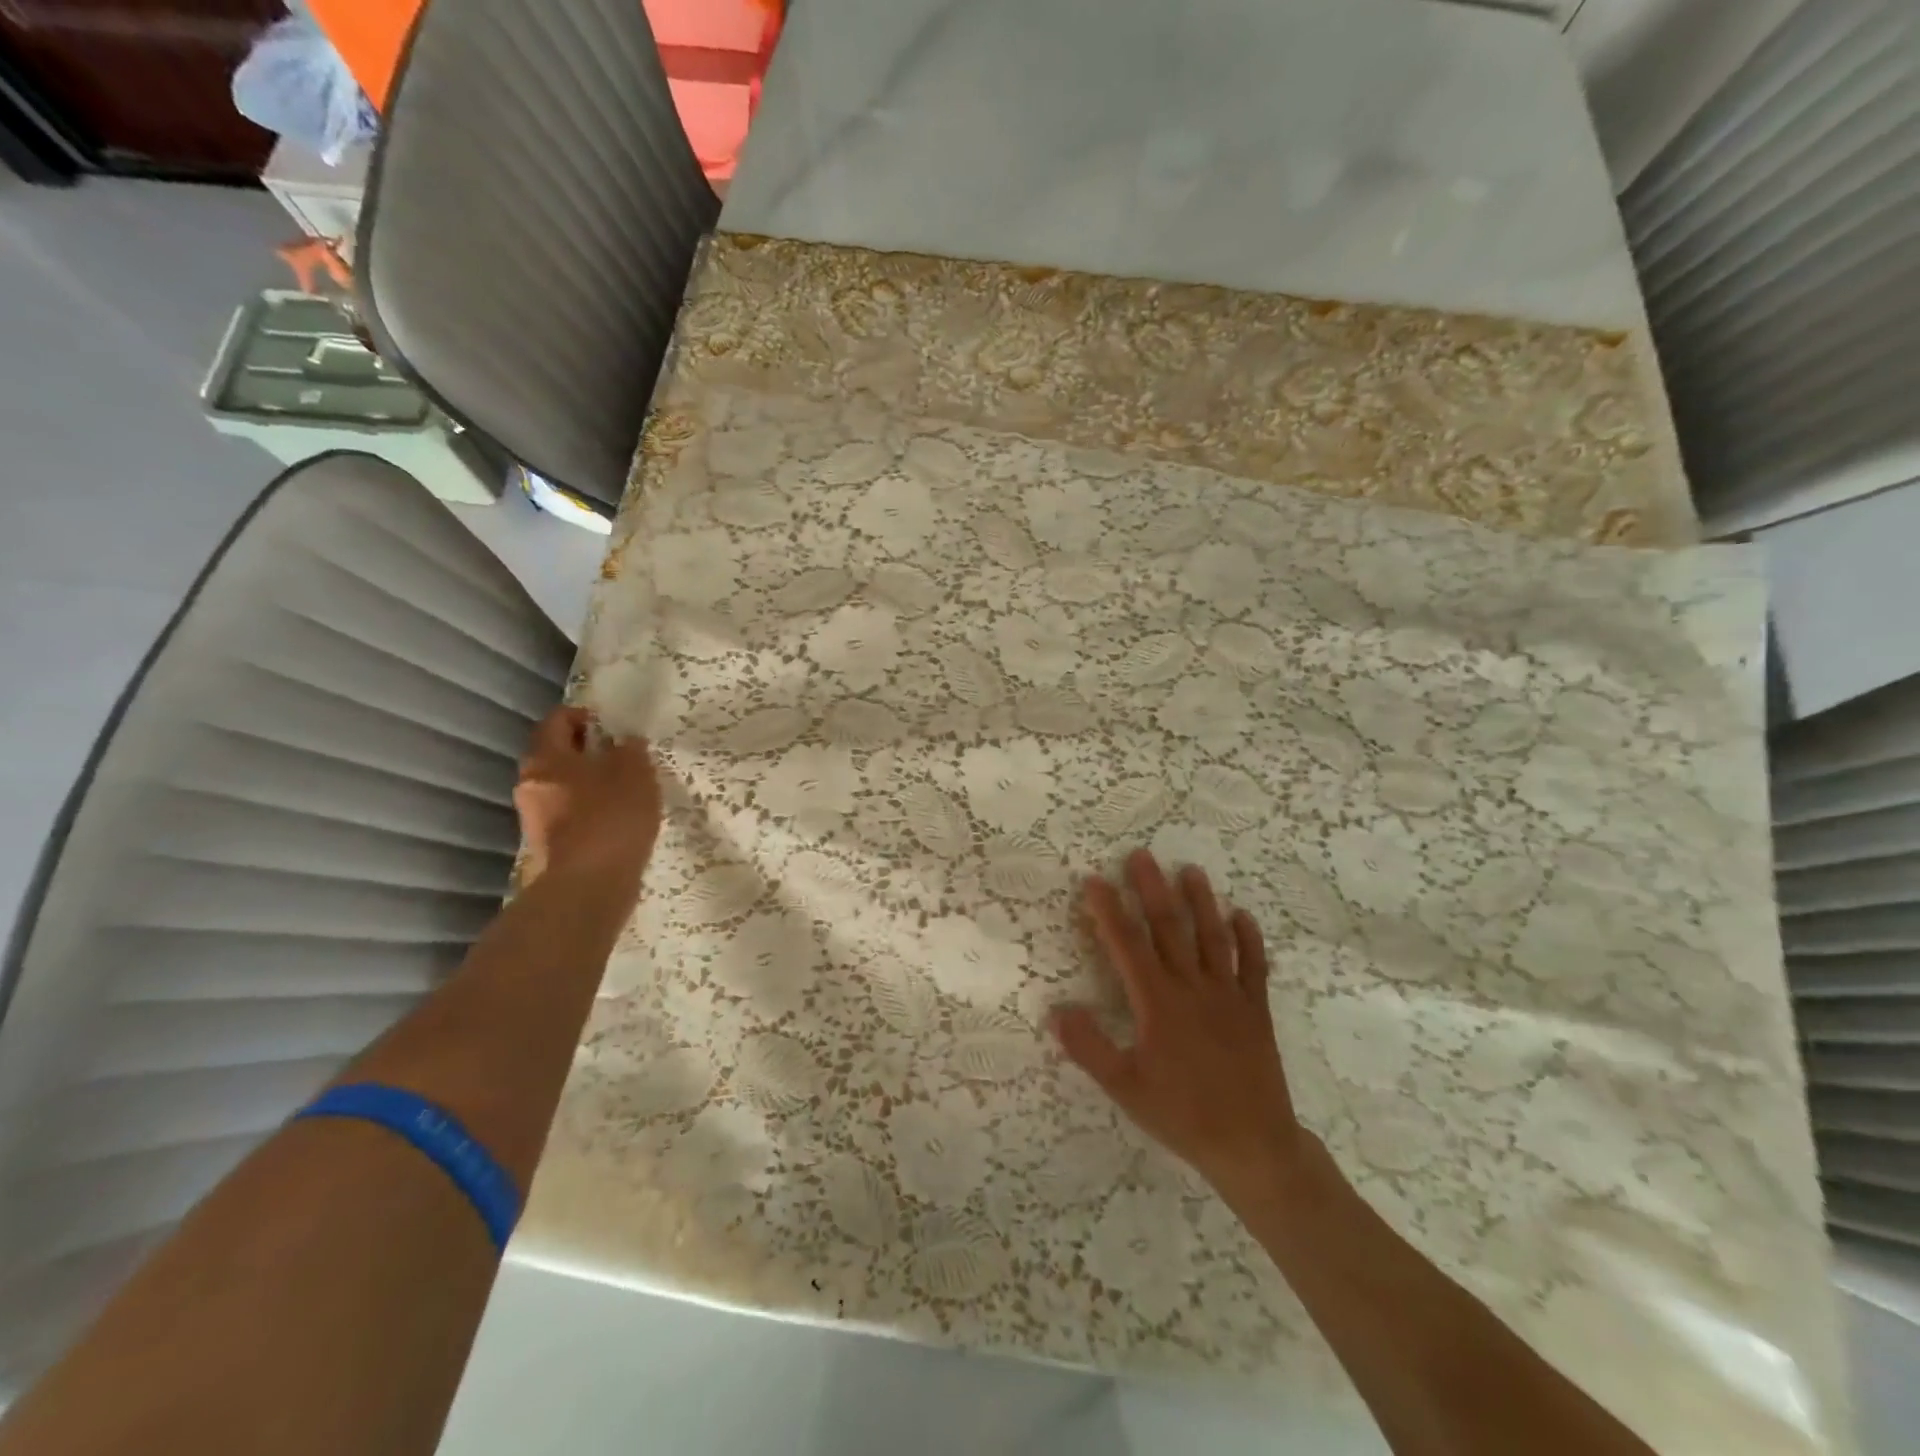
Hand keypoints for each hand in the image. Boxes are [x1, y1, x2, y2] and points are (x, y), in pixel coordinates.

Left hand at [513, 707, 661, 888]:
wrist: (591, 884)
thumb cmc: (611, 815)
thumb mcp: (634, 771)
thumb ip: (630, 749)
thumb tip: (624, 742)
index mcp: (545, 757)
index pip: (557, 720)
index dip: (584, 715)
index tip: (611, 723)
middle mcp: (530, 783)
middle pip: (556, 754)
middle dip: (587, 750)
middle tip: (622, 754)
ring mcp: (536, 817)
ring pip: (563, 786)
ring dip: (589, 781)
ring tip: (625, 787)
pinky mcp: (551, 844)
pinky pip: (570, 813)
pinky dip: (591, 808)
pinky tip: (618, 817)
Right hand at [1051, 849, 1322, 1209]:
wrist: (1253, 1145)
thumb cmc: (1182, 1114)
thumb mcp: (1125, 1087)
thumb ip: (1089, 1047)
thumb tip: (1056, 1009)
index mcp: (1158, 1002)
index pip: (1127, 944)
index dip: (1108, 910)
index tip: (1094, 880)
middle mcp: (1192, 987)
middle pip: (1169, 927)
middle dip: (1151, 889)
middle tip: (1141, 855)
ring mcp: (1229, 995)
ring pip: (1212, 937)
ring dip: (1201, 901)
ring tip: (1191, 870)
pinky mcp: (1256, 1010)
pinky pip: (1254, 966)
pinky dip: (1249, 939)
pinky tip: (1242, 915)